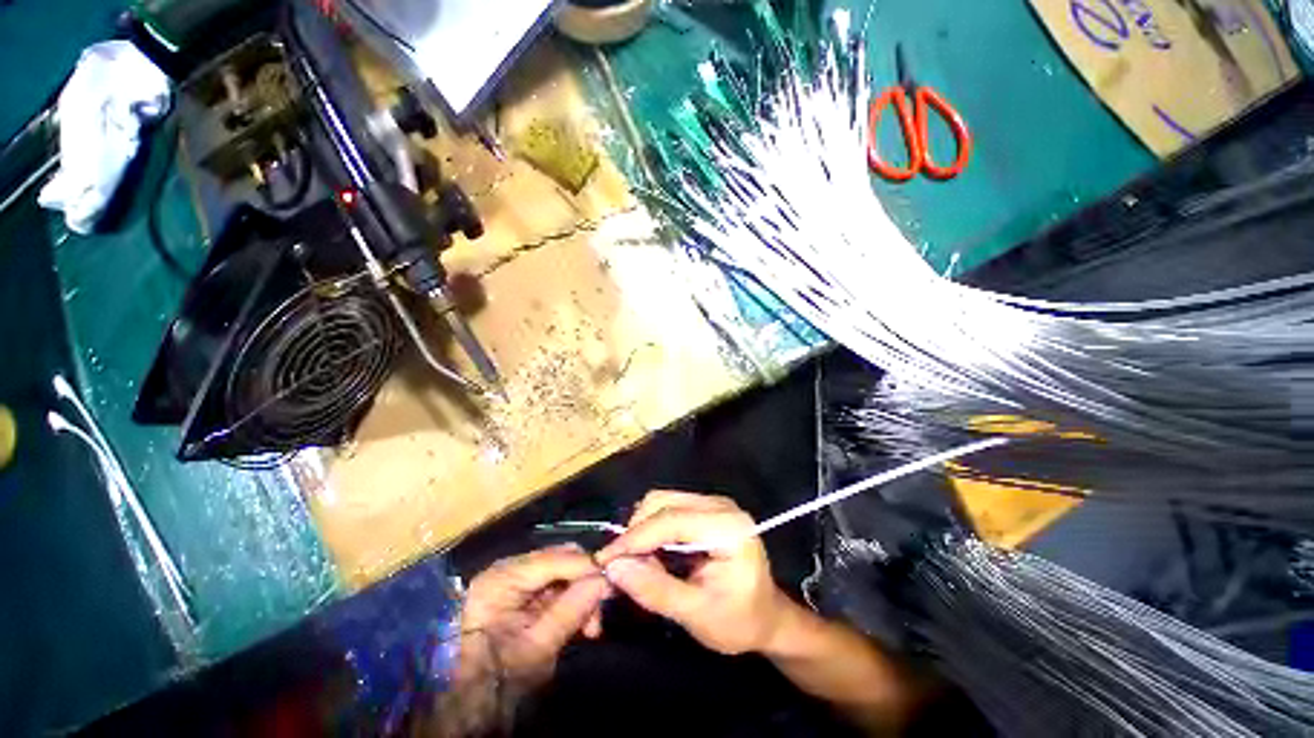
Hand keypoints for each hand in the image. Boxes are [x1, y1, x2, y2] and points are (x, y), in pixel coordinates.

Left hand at [457, 545, 610, 687]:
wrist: (474, 705)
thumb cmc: (501, 679)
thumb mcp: (539, 648)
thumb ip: (572, 610)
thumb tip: (604, 580)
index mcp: (502, 579)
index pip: (554, 558)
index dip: (586, 566)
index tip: (612, 582)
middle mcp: (507, 569)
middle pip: (559, 558)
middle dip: (584, 581)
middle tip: (601, 609)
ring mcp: (513, 578)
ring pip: (562, 570)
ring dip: (580, 592)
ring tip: (591, 626)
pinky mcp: (521, 590)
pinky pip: (555, 584)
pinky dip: (571, 598)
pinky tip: (581, 621)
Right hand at [596, 491, 791, 655]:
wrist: (767, 617)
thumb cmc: (739, 621)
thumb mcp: (697, 615)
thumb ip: (655, 590)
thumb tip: (614, 567)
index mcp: (728, 528)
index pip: (671, 520)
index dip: (634, 538)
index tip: (604, 560)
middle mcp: (720, 505)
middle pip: (663, 502)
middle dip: (636, 531)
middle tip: (620, 566)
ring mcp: (713, 503)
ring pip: (662, 501)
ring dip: (642, 528)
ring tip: (636, 562)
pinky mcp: (706, 508)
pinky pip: (669, 507)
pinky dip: (652, 528)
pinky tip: (650, 552)